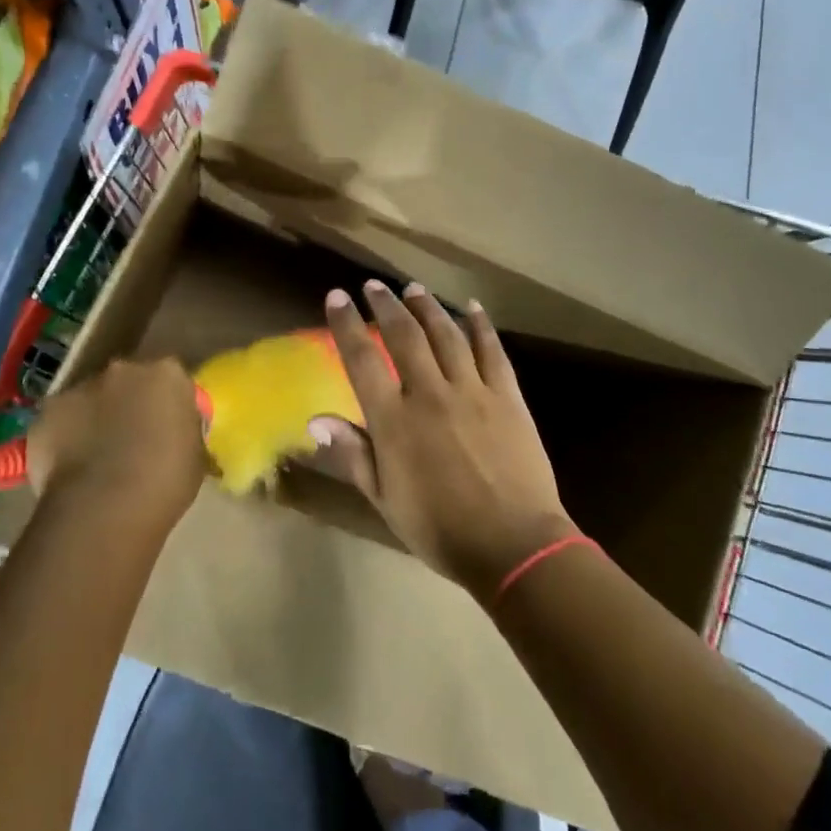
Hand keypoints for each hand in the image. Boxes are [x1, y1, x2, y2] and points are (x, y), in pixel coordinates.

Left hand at [29, 358, 205, 524]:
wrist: (104, 507)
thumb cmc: (164, 483)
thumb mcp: (194, 456)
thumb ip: (183, 432)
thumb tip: (173, 435)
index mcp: (168, 374)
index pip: (171, 380)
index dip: (168, 405)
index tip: (167, 428)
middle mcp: (124, 369)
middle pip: (129, 381)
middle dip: (130, 403)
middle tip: (132, 441)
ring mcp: (82, 386)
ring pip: (92, 398)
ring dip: (96, 418)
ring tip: (97, 460)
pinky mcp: (48, 410)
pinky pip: (60, 420)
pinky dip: (64, 437)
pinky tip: (69, 469)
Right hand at [310, 280, 576, 595]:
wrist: (513, 545)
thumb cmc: (440, 529)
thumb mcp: (385, 499)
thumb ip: (353, 454)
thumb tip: (317, 419)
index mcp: (394, 420)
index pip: (362, 360)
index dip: (346, 324)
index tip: (336, 296)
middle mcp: (430, 393)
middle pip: (404, 336)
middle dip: (386, 305)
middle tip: (374, 286)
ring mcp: (472, 390)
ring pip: (446, 334)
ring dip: (427, 307)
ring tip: (413, 288)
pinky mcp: (506, 395)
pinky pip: (491, 350)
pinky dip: (480, 325)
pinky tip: (471, 307)